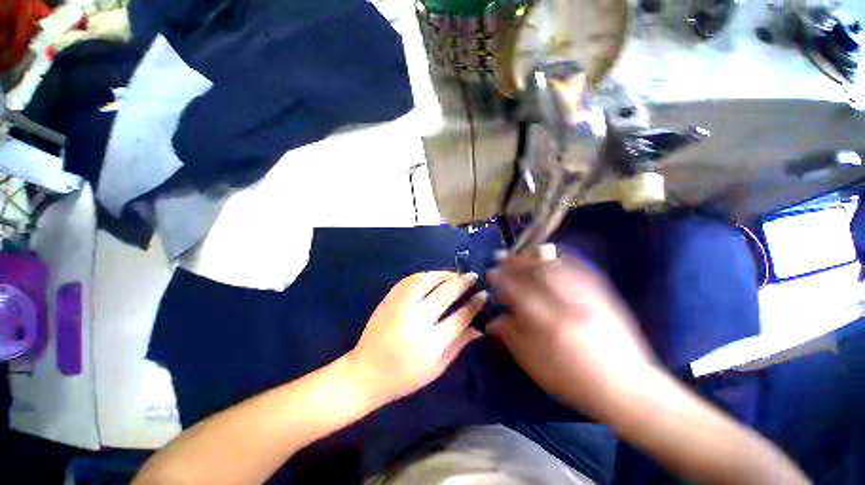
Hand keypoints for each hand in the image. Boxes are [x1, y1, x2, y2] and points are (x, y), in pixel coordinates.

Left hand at [348, 272, 485, 404]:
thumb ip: (458, 345)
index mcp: (430, 343)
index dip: (474, 304)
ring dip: (444, 274)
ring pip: (427, 281)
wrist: (365, 372)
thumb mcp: (436, 368)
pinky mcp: (389, 299)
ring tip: (455, 274)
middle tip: (473, 276)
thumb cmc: (404, 376)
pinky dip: (425, 275)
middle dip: (463, 282)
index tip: (484, 294)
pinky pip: (410, 280)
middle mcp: (416, 320)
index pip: (459, 317)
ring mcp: (400, 306)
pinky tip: (433, 276)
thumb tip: (479, 327)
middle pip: (445, 294)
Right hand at [487, 255, 656, 418]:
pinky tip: (553, 254)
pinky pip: (580, 269)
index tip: (491, 274)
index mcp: (547, 324)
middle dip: (515, 263)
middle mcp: (565, 305)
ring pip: (555, 267)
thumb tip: (493, 321)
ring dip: (534, 257)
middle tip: (502, 257)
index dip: (501, 280)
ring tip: (521, 254)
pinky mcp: (601, 296)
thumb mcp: (536, 366)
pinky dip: (563, 258)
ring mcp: (586, 298)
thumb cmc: (574, 381)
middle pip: (534, 273)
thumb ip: (512, 339)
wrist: (627, 387)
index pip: (517, 292)